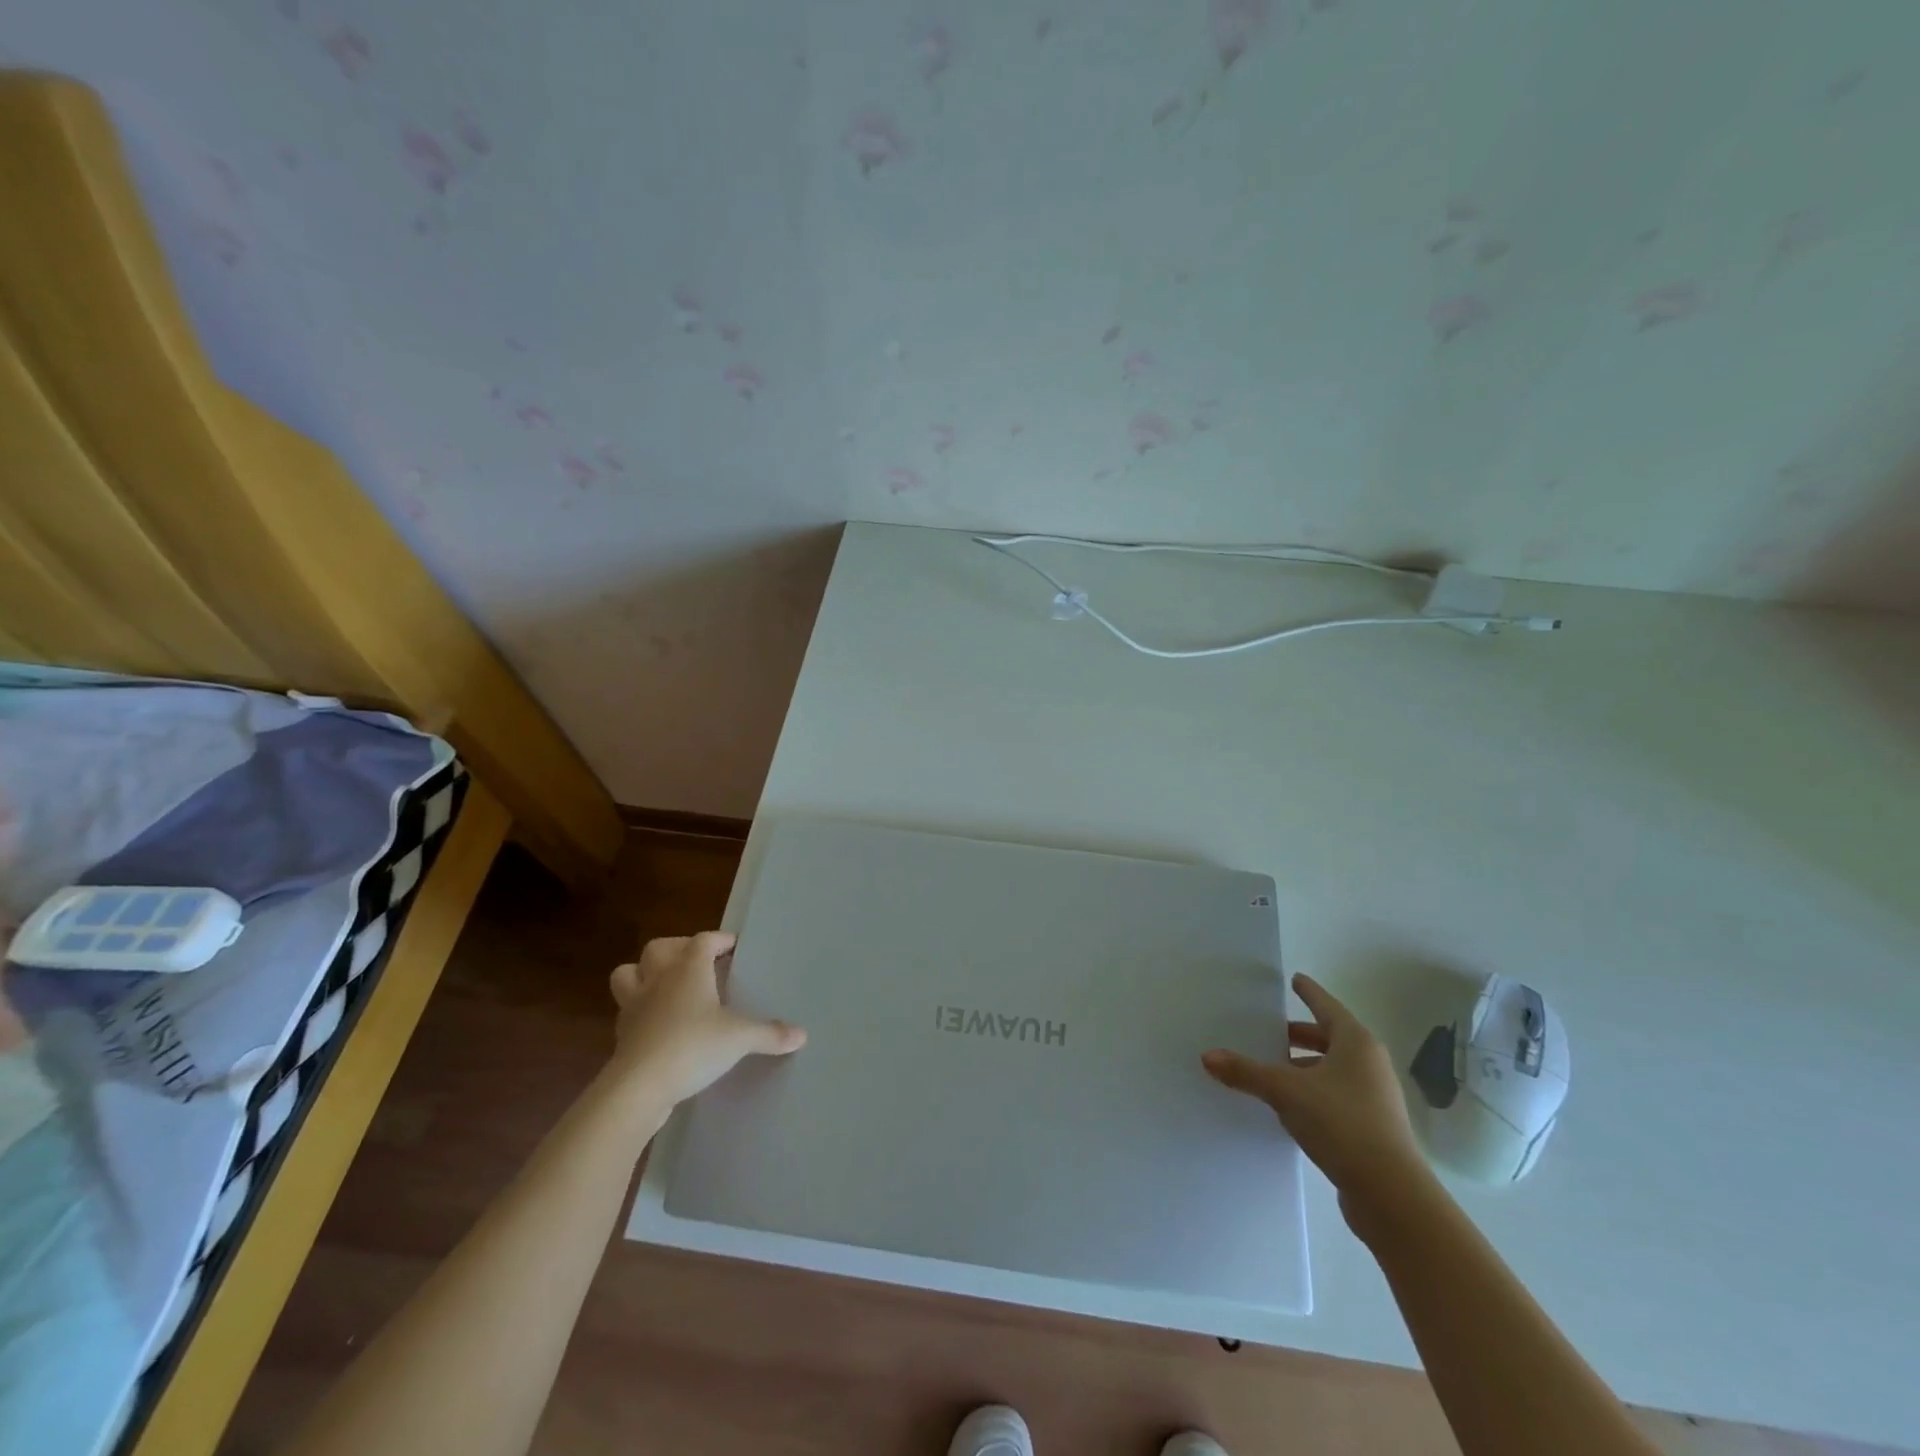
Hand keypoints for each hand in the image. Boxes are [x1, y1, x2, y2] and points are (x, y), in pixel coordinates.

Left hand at [606, 932, 805, 1107]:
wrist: (638, 1088)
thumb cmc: (693, 1046)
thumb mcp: (740, 1039)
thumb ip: (770, 1034)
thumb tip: (801, 1035)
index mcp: (688, 969)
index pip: (704, 940)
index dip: (720, 940)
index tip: (735, 947)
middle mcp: (658, 979)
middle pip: (659, 948)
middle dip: (677, 949)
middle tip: (697, 963)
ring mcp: (634, 1006)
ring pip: (628, 974)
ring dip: (644, 974)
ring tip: (666, 986)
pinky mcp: (622, 1034)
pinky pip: (627, 1010)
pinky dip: (640, 1011)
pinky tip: (657, 1025)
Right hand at [1203, 973, 1430, 1233]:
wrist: (1391, 1194)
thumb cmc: (1342, 1123)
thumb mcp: (1286, 1092)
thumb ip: (1246, 1072)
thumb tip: (1208, 1056)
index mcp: (1356, 1043)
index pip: (1326, 1006)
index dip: (1309, 992)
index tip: (1295, 979)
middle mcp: (1369, 1064)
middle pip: (1329, 1039)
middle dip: (1299, 1036)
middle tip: (1269, 1032)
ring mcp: (1374, 1098)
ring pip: (1332, 1070)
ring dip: (1303, 1068)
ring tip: (1270, 1071)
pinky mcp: (1372, 1128)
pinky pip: (1335, 1097)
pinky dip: (1312, 1093)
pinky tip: (1288, 1107)